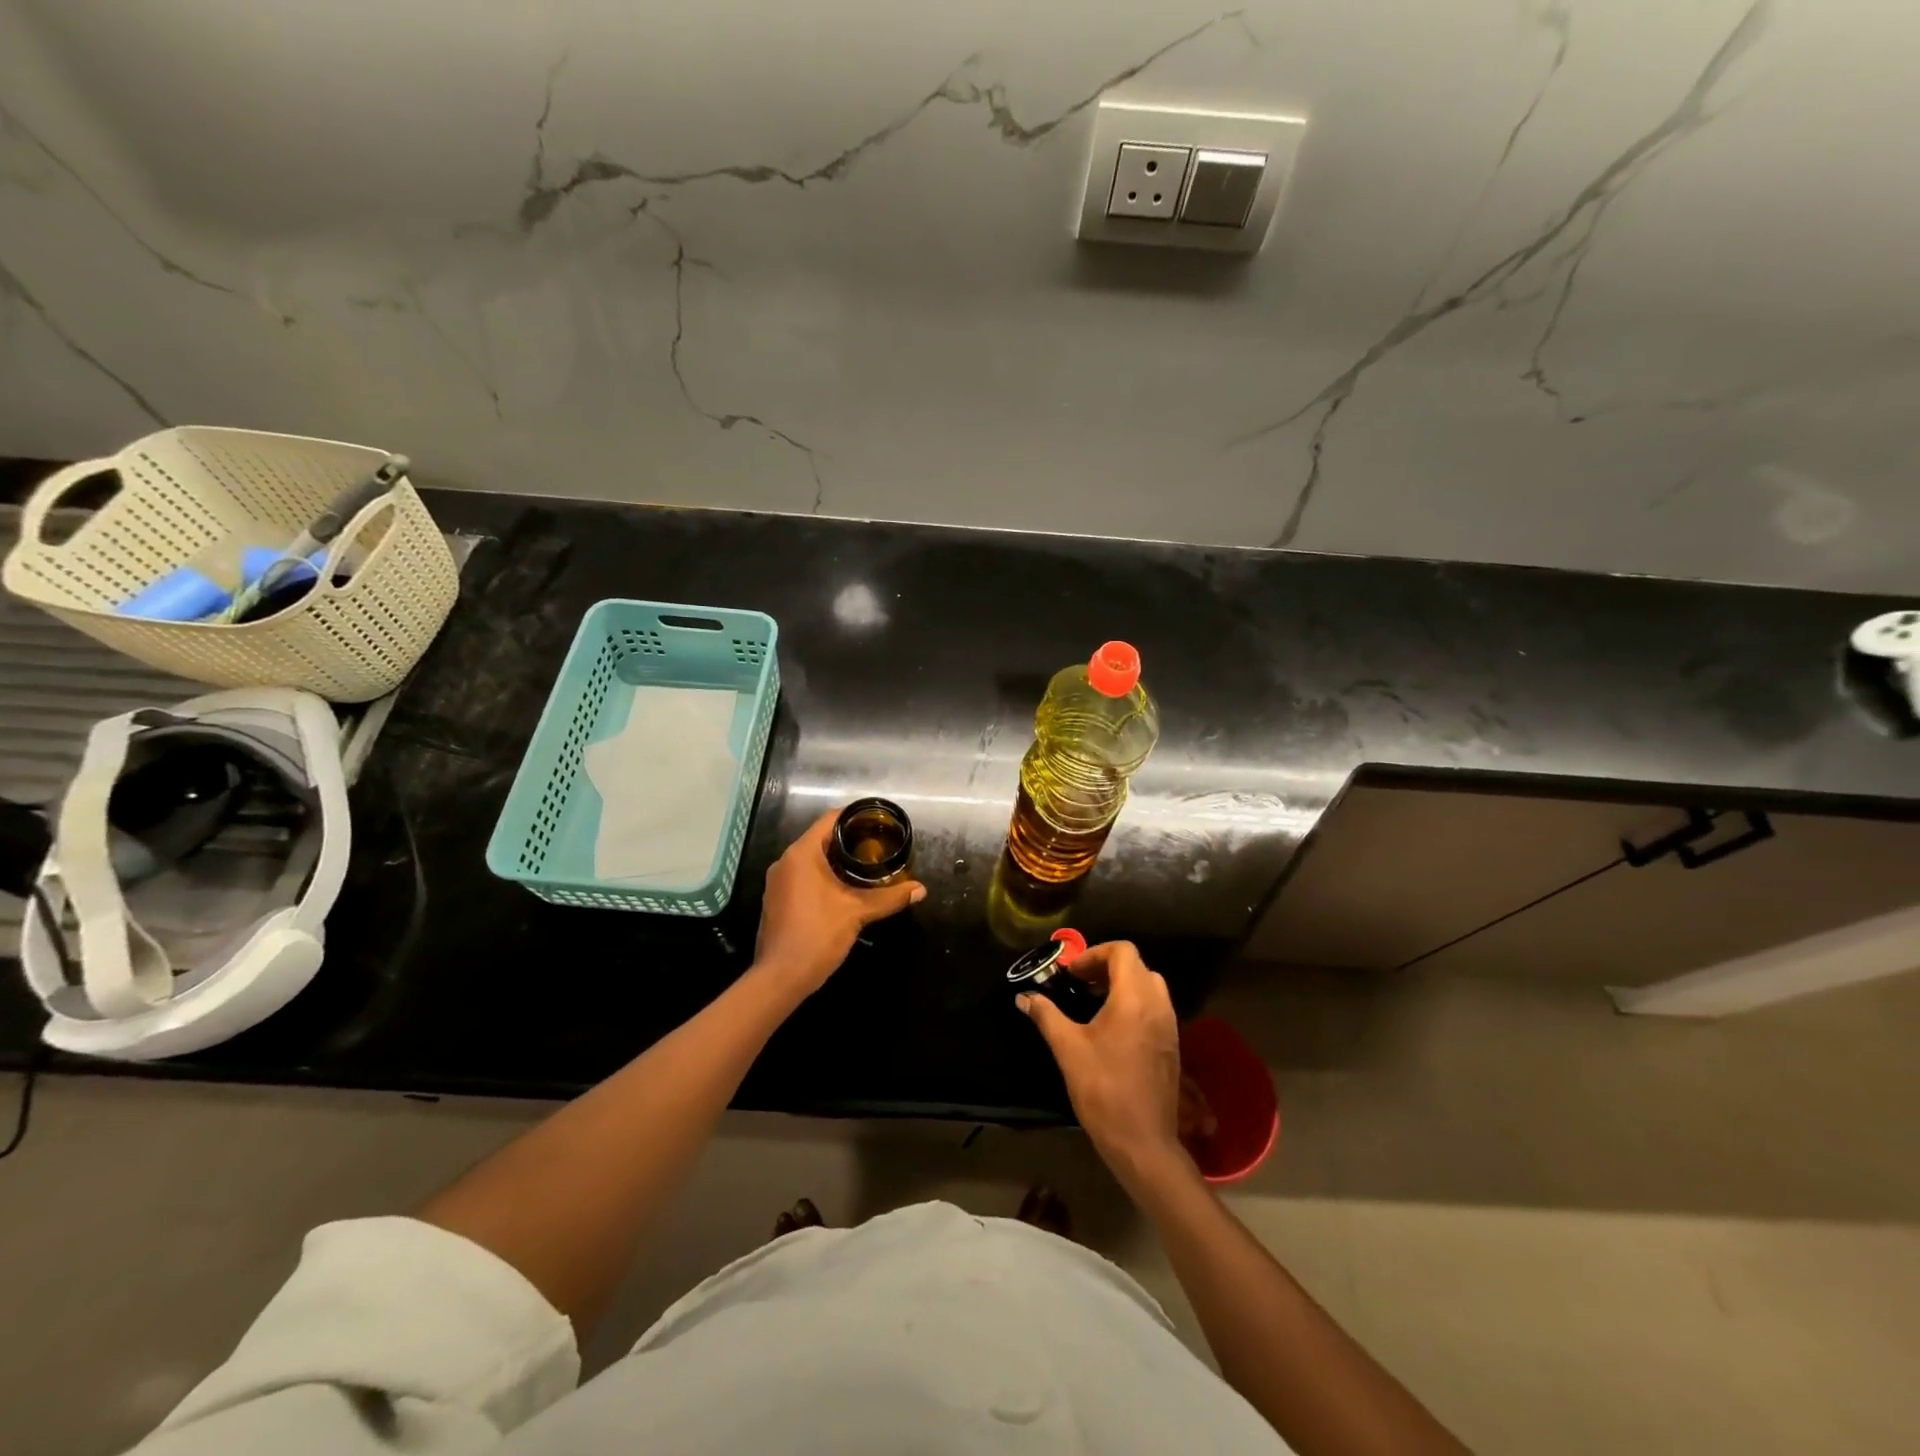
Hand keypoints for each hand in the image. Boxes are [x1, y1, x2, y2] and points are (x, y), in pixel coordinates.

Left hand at [754, 808, 924, 998]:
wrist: (781, 978)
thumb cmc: (818, 935)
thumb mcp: (858, 913)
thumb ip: (889, 898)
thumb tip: (920, 889)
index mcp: (802, 854)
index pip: (830, 820)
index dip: (855, 817)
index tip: (878, 823)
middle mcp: (785, 862)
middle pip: (821, 838)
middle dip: (849, 841)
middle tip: (878, 846)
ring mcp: (777, 882)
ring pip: (811, 860)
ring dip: (836, 861)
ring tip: (866, 867)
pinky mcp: (776, 900)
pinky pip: (802, 877)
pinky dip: (822, 876)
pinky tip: (843, 890)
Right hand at [1018, 941, 1189, 1191]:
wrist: (1142, 1142)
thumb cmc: (1103, 1089)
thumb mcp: (1067, 1048)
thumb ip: (1046, 1015)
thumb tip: (1024, 997)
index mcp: (1134, 998)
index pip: (1122, 951)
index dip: (1094, 953)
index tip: (1071, 974)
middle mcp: (1157, 1005)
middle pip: (1137, 966)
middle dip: (1107, 967)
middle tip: (1080, 984)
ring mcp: (1169, 1026)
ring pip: (1149, 986)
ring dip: (1122, 985)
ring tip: (1094, 1003)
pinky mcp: (1171, 1045)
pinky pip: (1155, 1008)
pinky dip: (1135, 1004)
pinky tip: (1112, 1029)